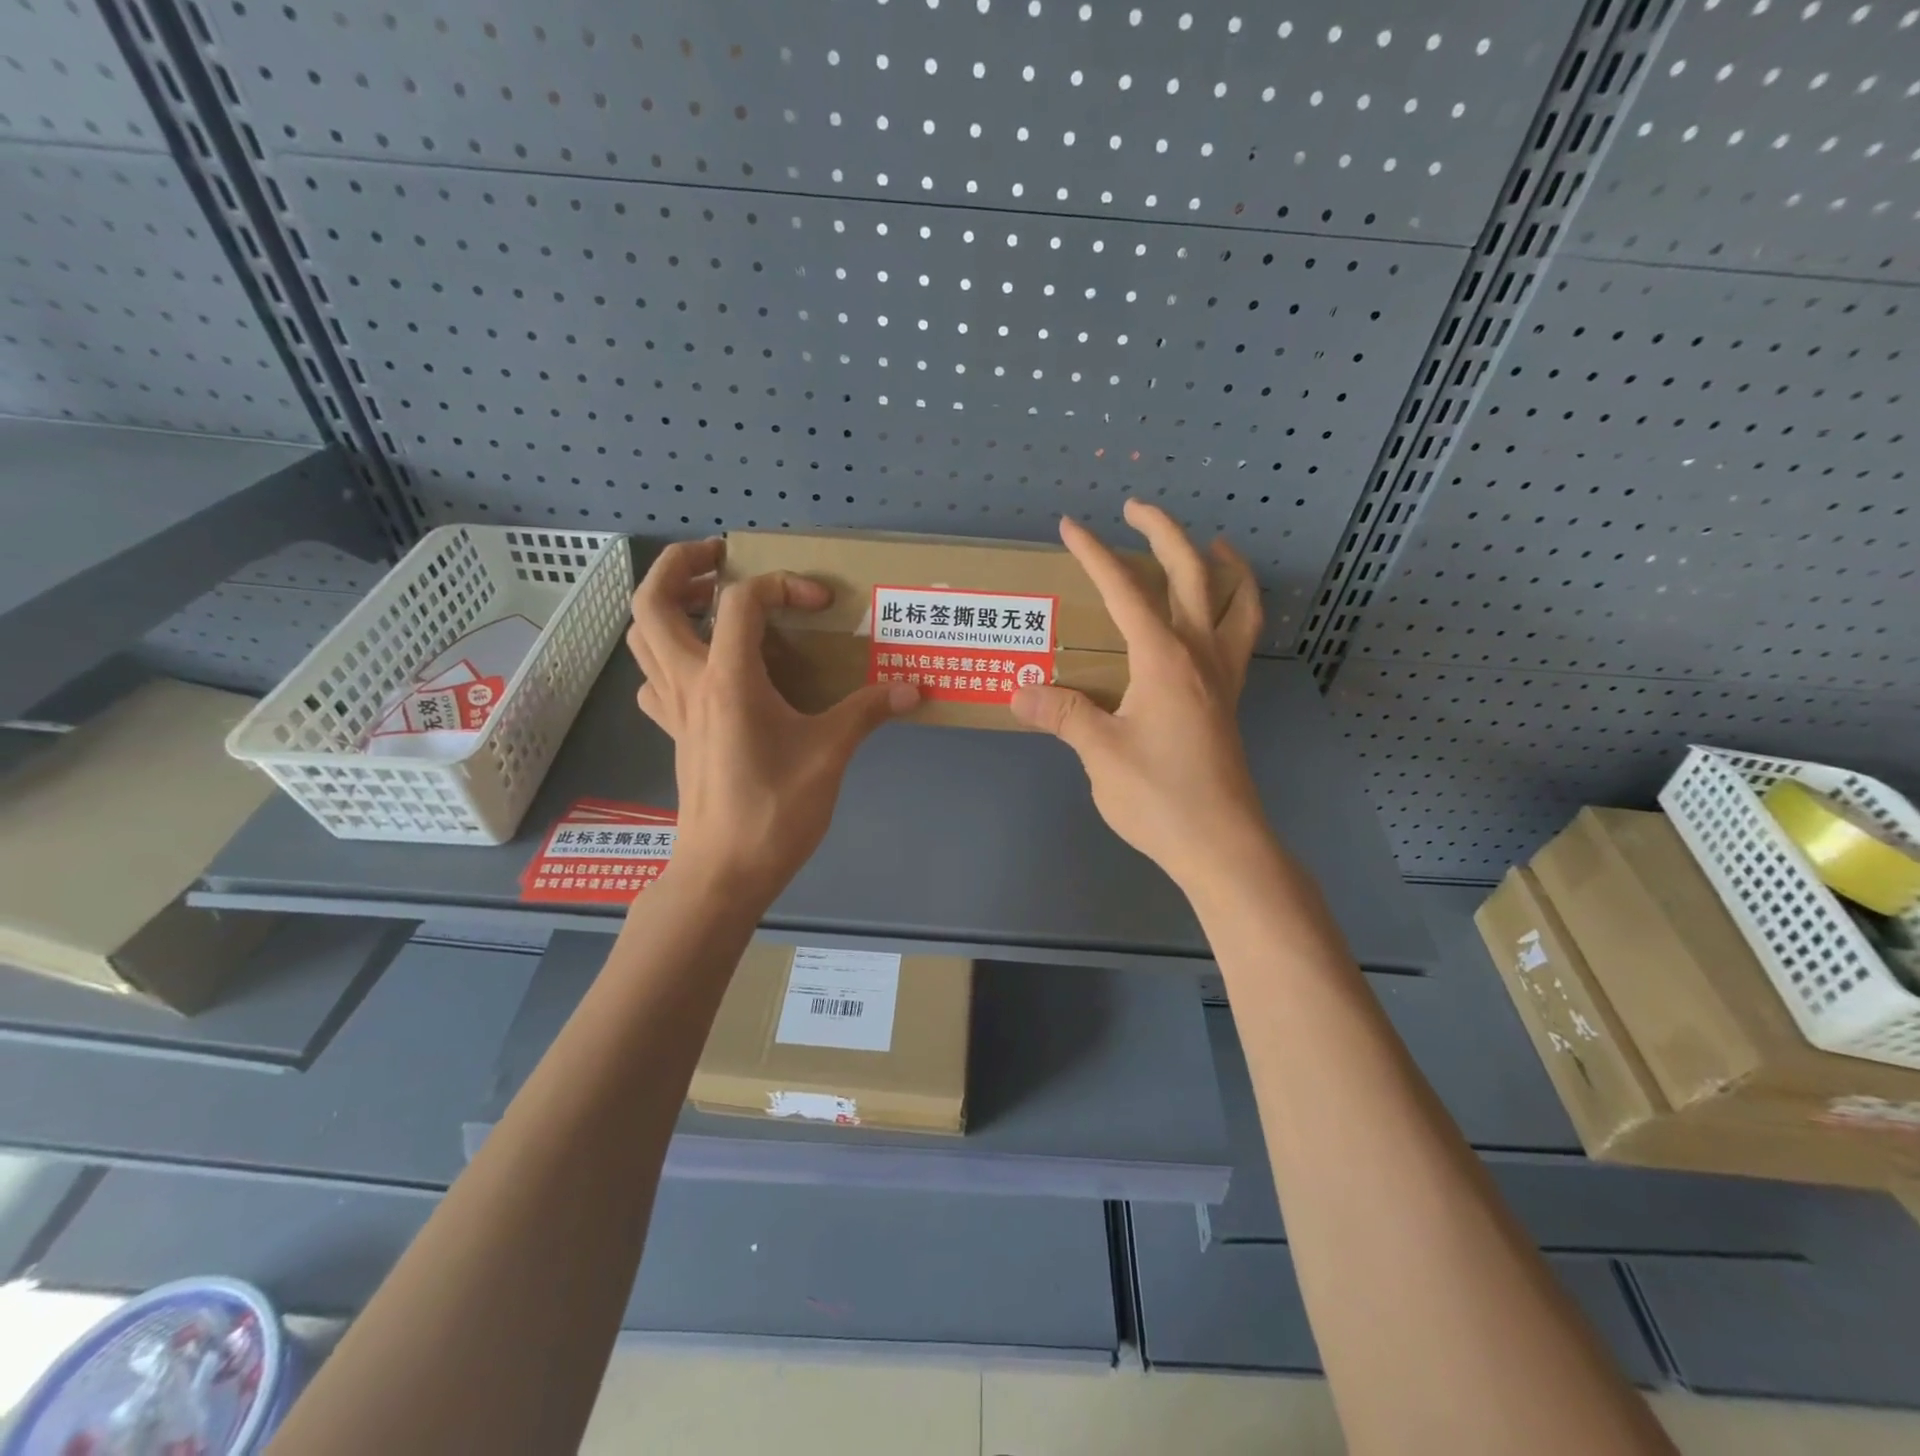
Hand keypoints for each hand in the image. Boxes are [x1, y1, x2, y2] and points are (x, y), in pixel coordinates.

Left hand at [625, 539, 918, 903]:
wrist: (724, 872)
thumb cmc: (774, 810)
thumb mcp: (829, 755)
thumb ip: (867, 712)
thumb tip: (911, 689)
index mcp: (727, 678)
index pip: (741, 600)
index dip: (783, 585)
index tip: (822, 604)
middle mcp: (689, 682)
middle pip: (653, 602)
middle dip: (681, 566)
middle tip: (721, 558)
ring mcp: (673, 708)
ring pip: (642, 637)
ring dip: (668, 606)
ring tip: (710, 603)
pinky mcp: (674, 733)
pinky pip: (654, 678)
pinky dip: (670, 656)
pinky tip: (707, 669)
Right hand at [1011, 501, 1269, 894]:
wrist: (1221, 845)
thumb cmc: (1160, 797)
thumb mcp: (1100, 753)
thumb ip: (1063, 713)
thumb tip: (1020, 690)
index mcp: (1164, 658)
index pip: (1125, 590)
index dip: (1095, 554)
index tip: (1070, 526)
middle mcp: (1199, 655)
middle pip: (1191, 574)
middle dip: (1162, 533)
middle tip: (1134, 509)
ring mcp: (1222, 678)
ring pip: (1236, 602)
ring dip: (1223, 564)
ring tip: (1212, 543)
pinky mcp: (1229, 701)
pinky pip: (1242, 637)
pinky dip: (1238, 608)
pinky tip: (1220, 616)